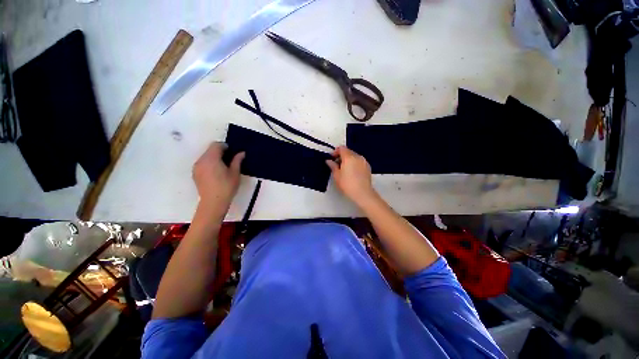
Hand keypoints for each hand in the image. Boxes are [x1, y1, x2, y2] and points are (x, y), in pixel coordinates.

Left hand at [193, 142, 244, 212]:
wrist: (213, 202)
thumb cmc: (226, 187)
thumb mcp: (235, 173)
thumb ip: (237, 161)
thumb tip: (241, 153)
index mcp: (211, 158)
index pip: (216, 145)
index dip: (225, 147)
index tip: (232, 153)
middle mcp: (201, 160)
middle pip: (210, 150)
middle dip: (220, 152)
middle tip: (230, 161)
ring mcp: (196, 167)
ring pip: (206, 156)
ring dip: (214, 158)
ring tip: (223, 168)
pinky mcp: (195, 173)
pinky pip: (202, 163)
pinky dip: (209, 164)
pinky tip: (216, 173)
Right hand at [326, 146, 376, 204]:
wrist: (362, 193)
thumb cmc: (348, 184)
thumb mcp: (337, 176)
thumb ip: (332, 166)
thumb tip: (329, 161)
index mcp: (349, 157)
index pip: (341, 148)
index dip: (335, 152)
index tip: (332, 158)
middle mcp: (357, 157)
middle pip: (348, 151)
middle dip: (342, 156)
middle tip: (337, 164)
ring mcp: (364, 161)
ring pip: (354, 156)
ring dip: (348, 159)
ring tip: (344, 169)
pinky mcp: (368, 167)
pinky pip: (359, 161)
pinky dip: (355, 163)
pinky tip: (352, 172)